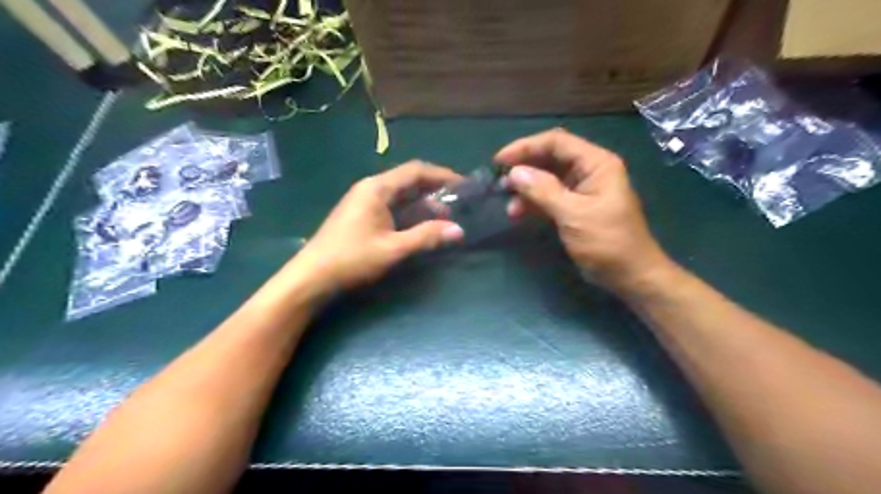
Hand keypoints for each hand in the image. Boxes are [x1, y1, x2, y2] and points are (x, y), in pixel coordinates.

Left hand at [292, 161, 466, 292]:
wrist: (312, 276)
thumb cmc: (352, 259)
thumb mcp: (393, 249)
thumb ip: (426, 237)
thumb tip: (459, 230)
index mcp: (377, 188)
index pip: (416, 171)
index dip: (442, 175)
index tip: (464, 185)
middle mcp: (371, 188)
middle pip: (409, 180)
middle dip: (435, 189)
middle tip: (459, 202)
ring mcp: (364, 201)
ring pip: (401, 194)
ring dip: (423, 203)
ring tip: (445, 217)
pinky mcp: (362, 214)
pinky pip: (392, 206)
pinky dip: (410, 212)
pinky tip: (422, 225)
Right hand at [494, 127, 668, 293]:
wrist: (629, 275)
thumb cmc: (607, 242)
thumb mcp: (573, 214)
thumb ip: (543, 190)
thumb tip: (514, 172)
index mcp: (596, 163)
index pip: (556, 142)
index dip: (526, 147)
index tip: (500, 161)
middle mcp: (588, 171)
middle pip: (550, 158)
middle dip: (524, 168)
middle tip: (500, 182)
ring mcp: (581, 190)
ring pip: (547, 179)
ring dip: (526, 189)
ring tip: (509, 206)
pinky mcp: (574, 208)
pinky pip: (549, 197)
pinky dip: (533, 203)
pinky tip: (517, 213)